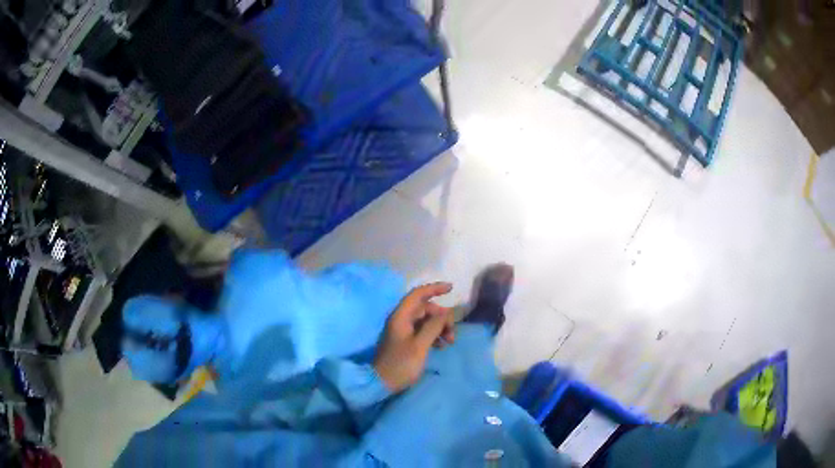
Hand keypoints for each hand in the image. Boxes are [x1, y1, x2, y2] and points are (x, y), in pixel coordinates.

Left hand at [373, 282, 455, 392]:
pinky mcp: (404, 341)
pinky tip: (441, 346)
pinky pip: (422, 330)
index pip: (418, 294)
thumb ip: (433, 326)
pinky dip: (433, 335)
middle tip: (452, 333)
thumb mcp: (420, 345)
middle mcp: (400, 319)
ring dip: (439, 327)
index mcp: (400, 317)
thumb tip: (445, 312)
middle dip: (441, 317)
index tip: (451, 289)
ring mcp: (401, 330)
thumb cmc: (401, 364)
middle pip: (424, 308)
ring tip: (449, 342)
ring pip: (425, 320)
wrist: (381, 383)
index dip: (434, 288)